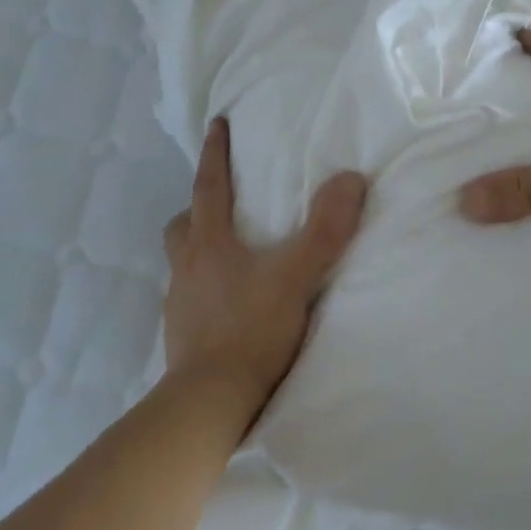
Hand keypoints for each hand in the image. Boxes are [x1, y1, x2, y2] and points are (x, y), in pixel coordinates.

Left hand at [162, 118, 368, 418]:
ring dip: (199, 250)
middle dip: (197, 208)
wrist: (210, 404)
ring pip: (183, 262)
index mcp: (210, 244)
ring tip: (229, 256)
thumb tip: (351, 179)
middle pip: (183, 224)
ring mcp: (179, 304)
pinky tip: (227, 304)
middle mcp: (187, 268)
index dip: (214, 153)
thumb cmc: (250, 331)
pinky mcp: (181, 337)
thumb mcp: (296, 276)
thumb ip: (326, 230)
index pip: (209, 186)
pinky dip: (205, 289)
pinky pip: (189, 298)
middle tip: (219, 204)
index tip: (216, 124)